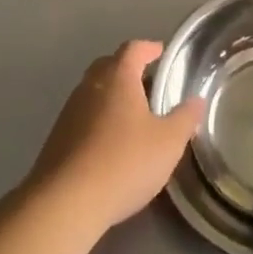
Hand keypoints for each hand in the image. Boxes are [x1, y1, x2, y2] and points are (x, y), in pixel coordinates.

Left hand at [26, 40, 203, 235]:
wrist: (64, 204)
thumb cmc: (123, 163)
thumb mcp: (168, 142)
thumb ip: (185, 118)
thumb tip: (196, 100)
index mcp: (118, 77)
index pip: (134, 48)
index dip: (150, 48)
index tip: (162, 54)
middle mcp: (90, 86)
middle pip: (109, 65)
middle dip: (128, 70)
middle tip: (148, 85)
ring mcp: (69, 112)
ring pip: (93, 92)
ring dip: (111, 97)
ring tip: (131, 118)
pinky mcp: (56, 139)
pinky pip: (81, 118)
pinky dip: (96, 121)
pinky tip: (109, 145)